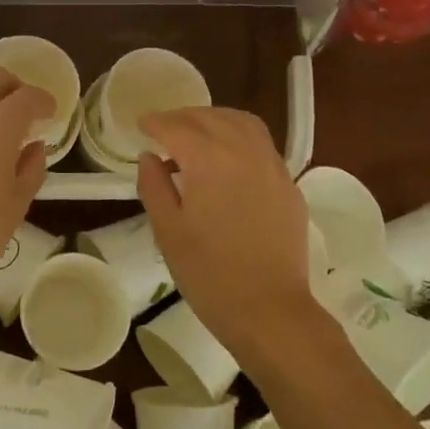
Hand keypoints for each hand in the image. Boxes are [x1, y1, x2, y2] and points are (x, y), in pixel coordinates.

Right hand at [136, 107, 313, 355]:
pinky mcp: (288, 184)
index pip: (176, 127)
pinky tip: (227, 159)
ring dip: (214, 120)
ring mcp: (272, 166)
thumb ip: (154, 185)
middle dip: (183, 118)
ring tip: (196, 135)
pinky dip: (238, 137)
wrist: (270, 311)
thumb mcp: (167, 231)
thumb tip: (150, 156)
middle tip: (163, 129)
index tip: (141, 124)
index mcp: (209, 160)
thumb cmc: (209, 274)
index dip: (155, 122)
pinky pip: (261, 144)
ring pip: (241, 123)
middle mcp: (243, 151)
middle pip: (209, 118)